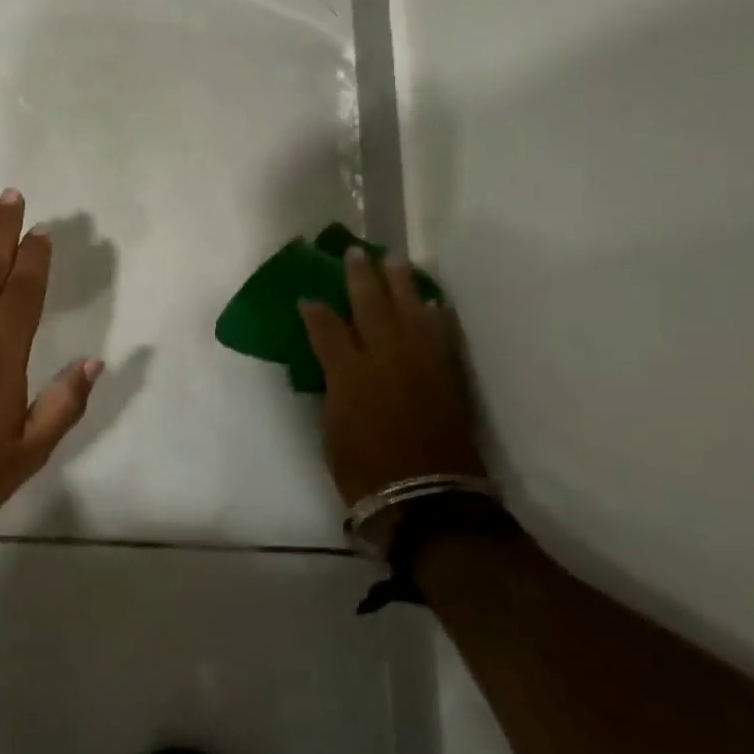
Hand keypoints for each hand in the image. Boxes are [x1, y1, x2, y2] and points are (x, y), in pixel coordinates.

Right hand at [299, 249, 487, 506]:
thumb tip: (335, 368)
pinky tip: (432, 303)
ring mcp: (420, 364)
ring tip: (394, 261)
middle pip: (370, 306)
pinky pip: (440, 336)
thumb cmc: (367, 474)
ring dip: (400, 283)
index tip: (307, 296)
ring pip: (409, 311)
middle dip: (360, 277)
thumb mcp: (332, 433)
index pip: (326, 328)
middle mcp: (384, 358)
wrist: (428, 501)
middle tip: (355, 253)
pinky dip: (435, 316)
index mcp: (349, 374)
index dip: (314, 310)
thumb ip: (333, 391)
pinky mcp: (446, 376)